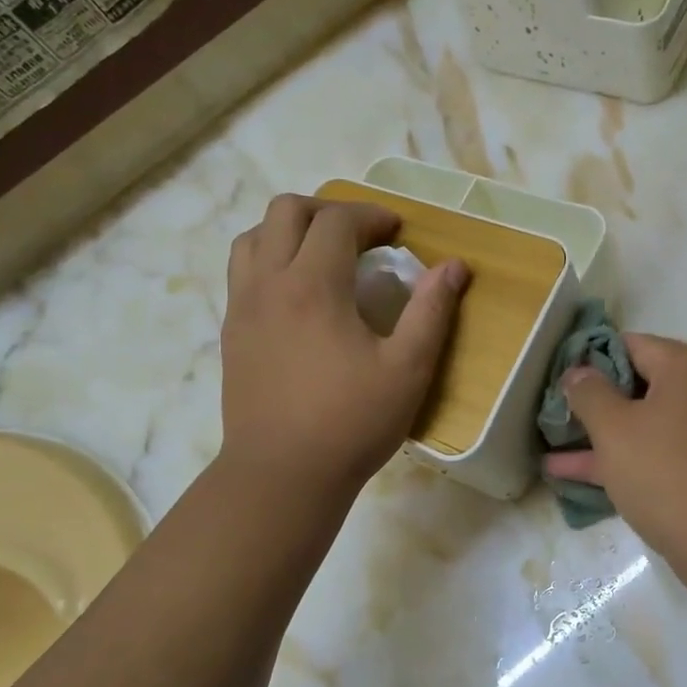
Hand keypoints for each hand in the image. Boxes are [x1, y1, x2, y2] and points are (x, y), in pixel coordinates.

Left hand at [219, 195, 467, 496]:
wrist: (282, 475)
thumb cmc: (351, 423)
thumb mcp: (408, 369)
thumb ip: (432, 311)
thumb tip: (455, 267)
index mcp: (313, 286)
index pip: (336, 221)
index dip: (371, 215)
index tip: (397, 231)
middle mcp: (269, 283)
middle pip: (286, 211)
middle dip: (328, 210)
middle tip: (361, 235)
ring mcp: (242, 307)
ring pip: (254, 236)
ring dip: (291, 229)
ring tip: (323, 254)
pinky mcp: (232, 333)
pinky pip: (242, 271)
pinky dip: (270, 258)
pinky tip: (297, 293)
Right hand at [544, 335, 686, 574]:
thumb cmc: (668, 473)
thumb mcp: (615, 428)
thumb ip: (588, 393)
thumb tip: (578, 373)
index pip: (628, 345)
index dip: (587, 360)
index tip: (554, 382)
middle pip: (635, 383)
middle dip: (591, 401)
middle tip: (549, 414)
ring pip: (640, 423)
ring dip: (598, 435)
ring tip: (548, 445)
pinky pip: (652, 453)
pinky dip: (618, 460)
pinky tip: (570, 476)